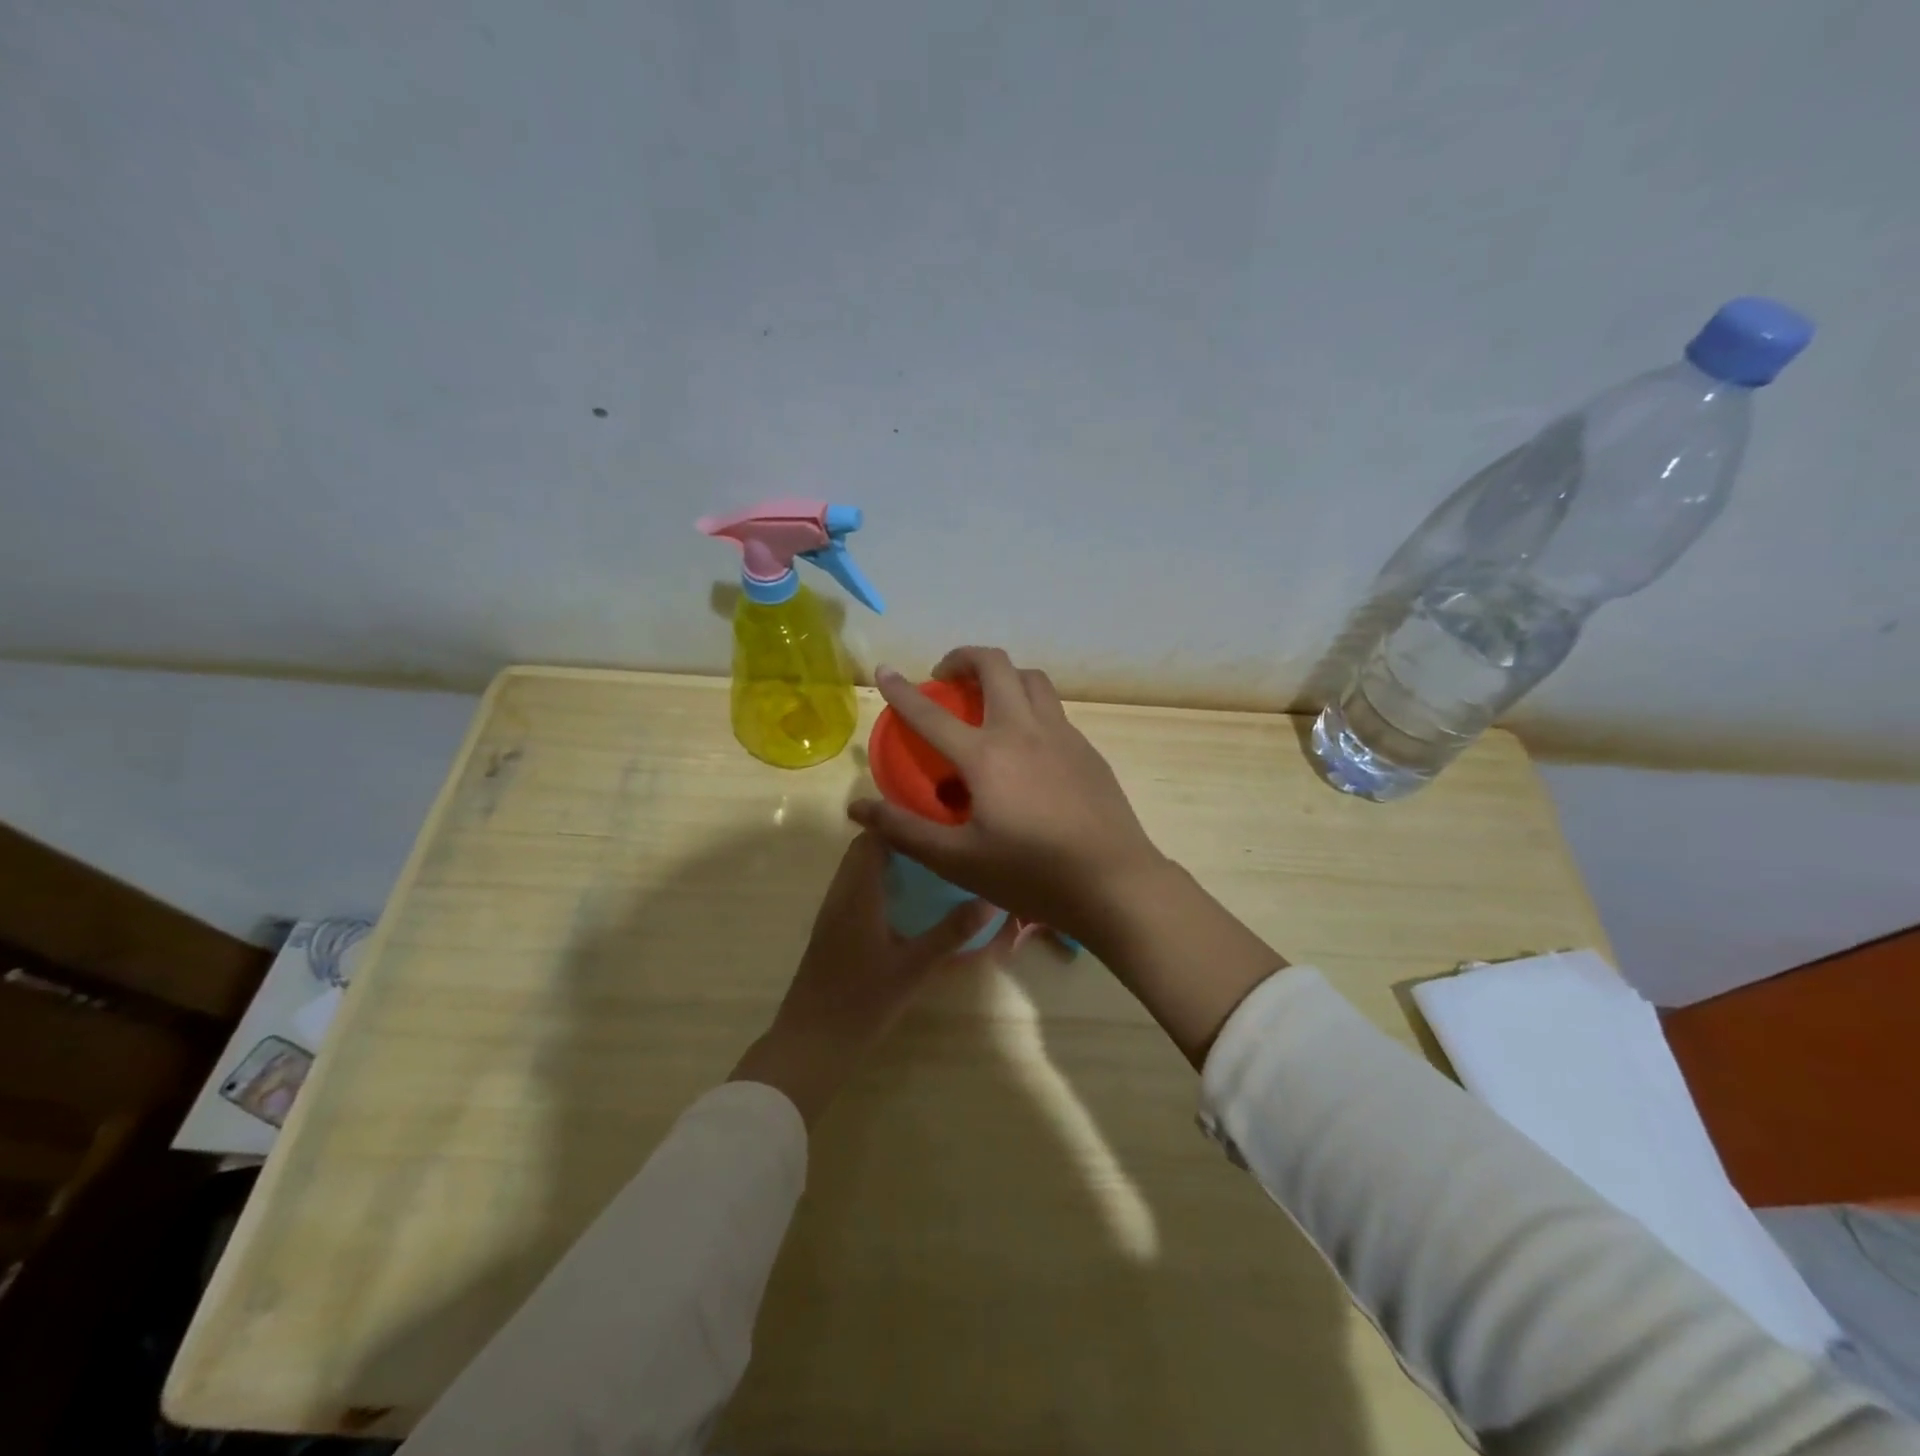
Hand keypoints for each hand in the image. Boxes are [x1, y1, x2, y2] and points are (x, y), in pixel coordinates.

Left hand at [729, 832, 993, 1125]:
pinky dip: (878, 884)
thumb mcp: (914, 967)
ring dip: (887, 863)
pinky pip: (854, 891)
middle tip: (938, 845)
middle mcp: (840, 894)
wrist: (811, 1043)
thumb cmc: (862, 1001)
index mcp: (858, 893)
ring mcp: (831, 913)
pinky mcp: (830, 932)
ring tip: (928, 867)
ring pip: (857, 871)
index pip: (873, 837)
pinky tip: (905, 903)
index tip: (936, 822)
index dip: (900, 823)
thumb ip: (951, 932)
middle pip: (864, 850)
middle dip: (898, 842)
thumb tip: (990, 899)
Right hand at [850, 647, 1287, 1067]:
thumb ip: (905, 830)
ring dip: (1002, 676)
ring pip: (1031, 679)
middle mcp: (1024, 730)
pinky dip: (1029, 705)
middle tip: (945, 678)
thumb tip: (857, 807)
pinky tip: (1026, 745)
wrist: (1114, 883)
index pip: (931, 713)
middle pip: (995, 665)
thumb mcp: (958, 860)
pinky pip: (1053, 709)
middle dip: (963, 658)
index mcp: (986, 755)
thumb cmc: (1031, 874)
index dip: (902, 690)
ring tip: (986, 701)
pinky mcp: (1086, 749)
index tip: (884, 671)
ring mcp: (1062, 735)